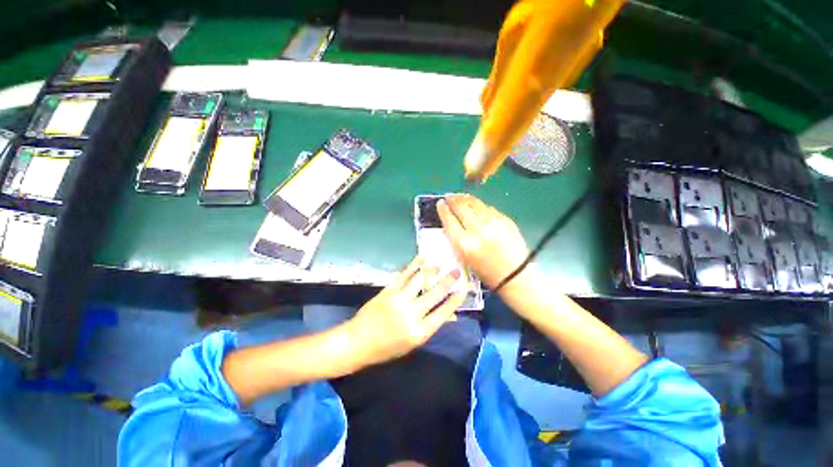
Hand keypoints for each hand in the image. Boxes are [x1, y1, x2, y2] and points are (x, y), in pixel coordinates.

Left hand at [345, 256, 466, 367]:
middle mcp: (411, 313)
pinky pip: (404, 274)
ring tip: (440, 265)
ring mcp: (399, 299)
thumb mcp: (412, 343)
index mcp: (419, 331)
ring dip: (432, 270)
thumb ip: (430, 326)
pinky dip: (415, 264)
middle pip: (435, 293)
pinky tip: (422, 257)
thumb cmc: (387, 348)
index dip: (456, 300)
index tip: (464, 289)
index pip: (443, 312)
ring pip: (420, 279)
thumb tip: (449, 314)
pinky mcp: (389, 290)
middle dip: (448, 281)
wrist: (358, 342)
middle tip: (457, 271)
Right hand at [438, 194, 528, 289]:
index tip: (440, 203)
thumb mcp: (464, 258)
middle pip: (461, 208)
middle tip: (449, 197)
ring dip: (465, 198)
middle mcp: (477, 230)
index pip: (449, 220)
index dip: (443, 210)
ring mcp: (492, 223)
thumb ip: (456, 238)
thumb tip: (452, 220)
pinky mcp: (505, 219)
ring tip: (459, 196)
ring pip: (475, 204)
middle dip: (453, 200)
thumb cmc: (485, 271)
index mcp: (464, 243)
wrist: (514, 274)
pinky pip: (488, 208)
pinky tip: (475, 205)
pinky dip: (479, 205)